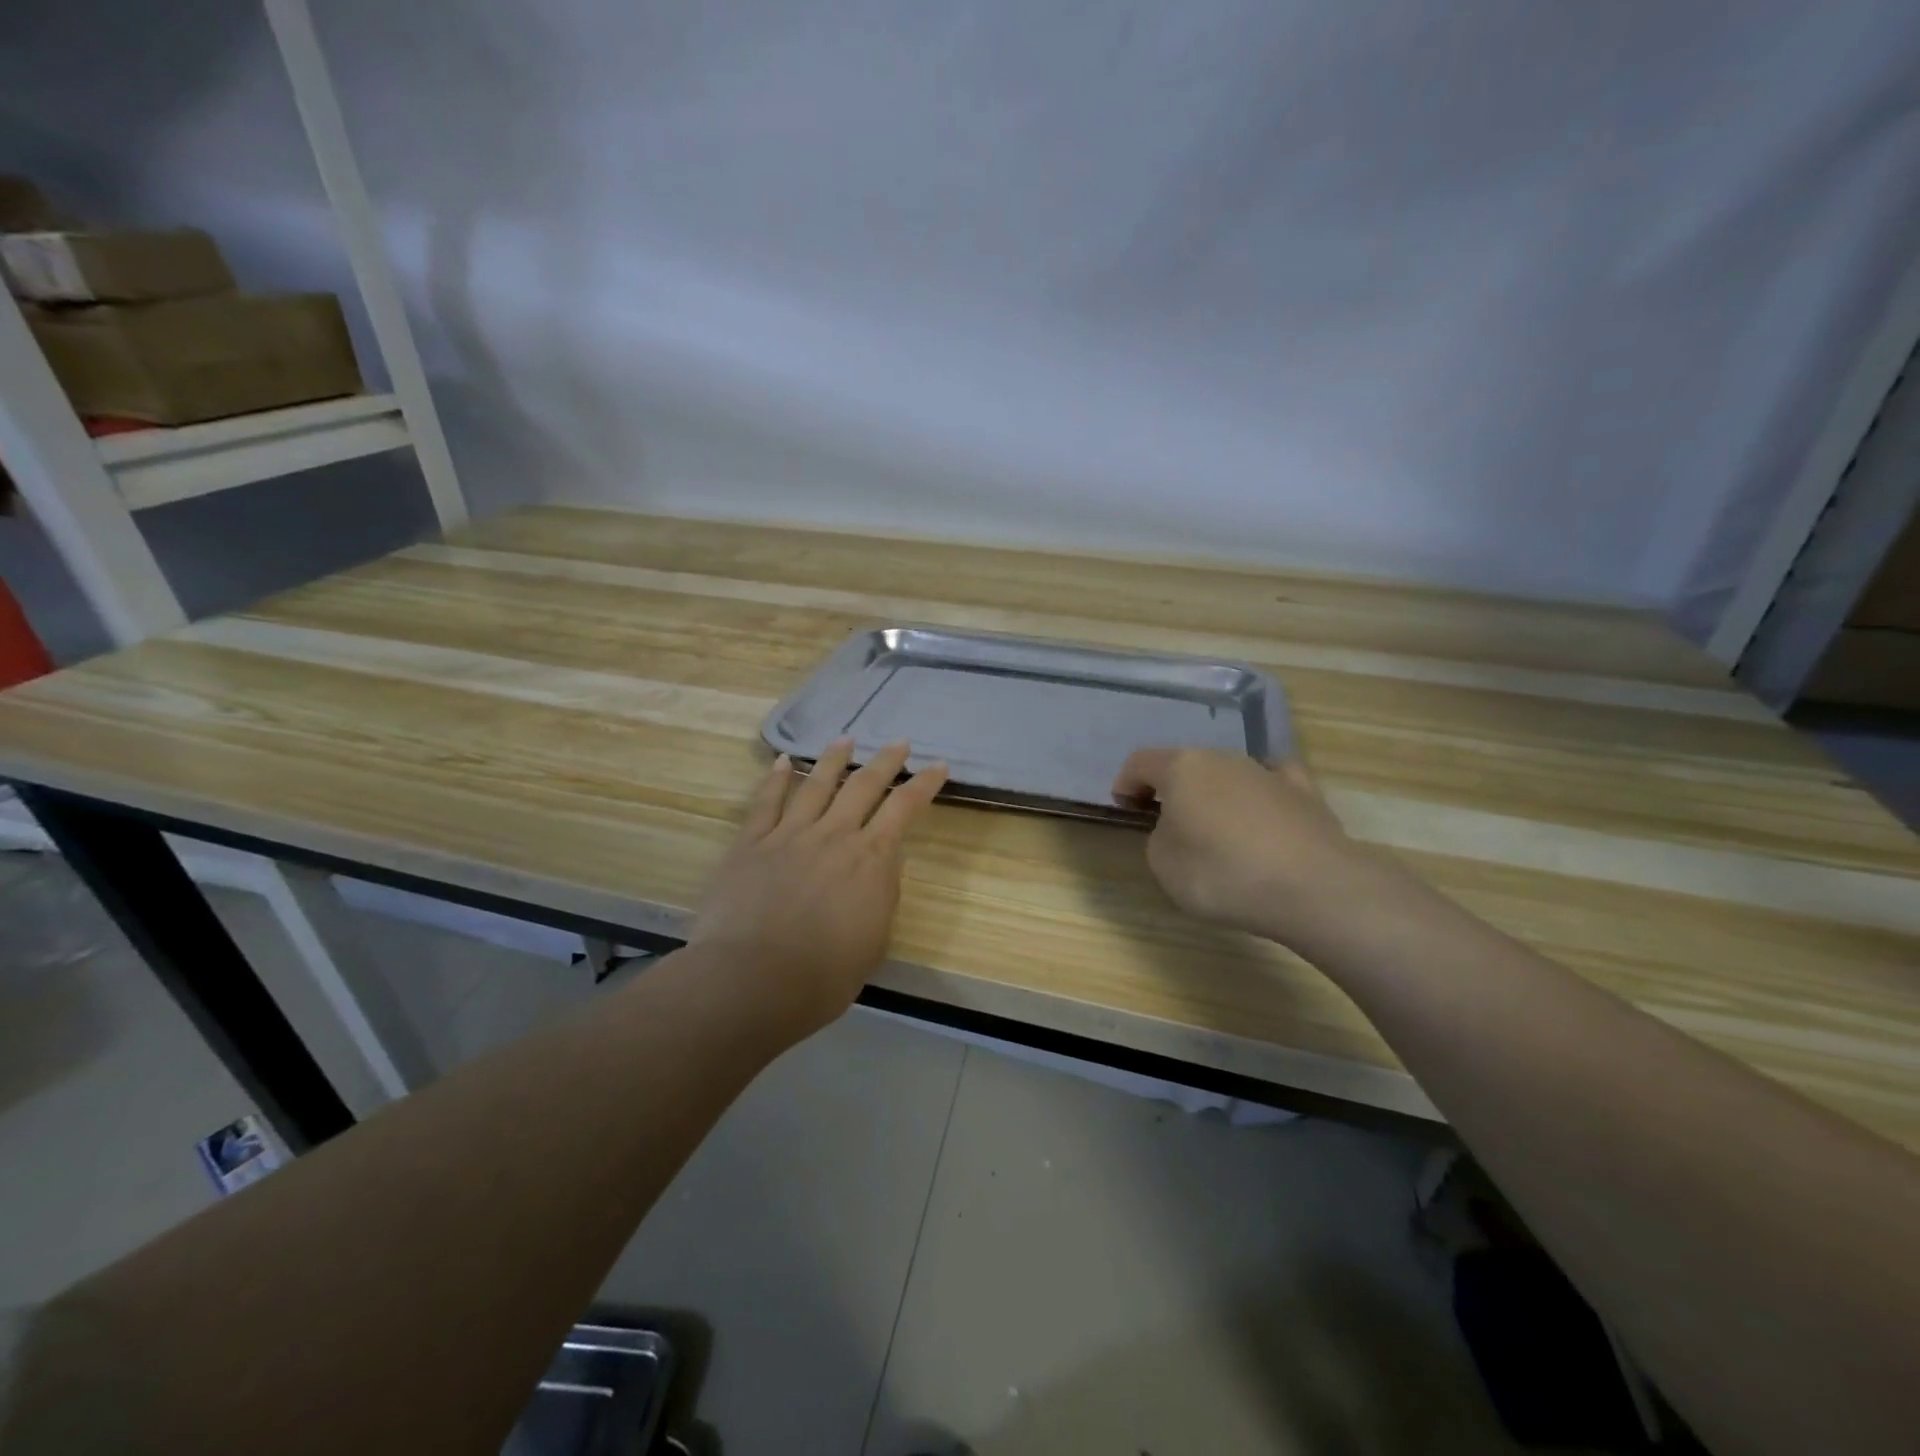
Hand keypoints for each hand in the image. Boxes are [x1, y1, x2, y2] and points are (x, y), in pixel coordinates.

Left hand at [691, 738, 947, 1037]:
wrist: (753, 980)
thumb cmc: (823, 975)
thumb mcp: (874, 940)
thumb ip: (880, 895)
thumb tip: (880, 867)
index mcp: (871, 859)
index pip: (904, 808)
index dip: (924, 783)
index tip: (938, 765)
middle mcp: (834, 834)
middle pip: (864, 784)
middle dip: (885, 760)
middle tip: (899, 742)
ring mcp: (789, 834)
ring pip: (816, 784)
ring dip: (834, 758)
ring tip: (845, 738)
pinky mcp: (751, 843)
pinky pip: (765, 802)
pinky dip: (775, 778)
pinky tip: (782, 761)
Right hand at [1112, 747, 1363, 943]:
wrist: (1311, 888)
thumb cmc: (1222, 873)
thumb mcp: (1163, 864)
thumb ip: (1159, 837)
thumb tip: (1177, 829)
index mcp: (1182, 768)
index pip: (1141, 762)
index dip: (1126, 783)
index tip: (1124, 807)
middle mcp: (1223, 758)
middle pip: (1186, 765)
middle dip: (1171, 788)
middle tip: (1165, 821)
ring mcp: (1267, 771)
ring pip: (1228, 773)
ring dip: (1214, 794)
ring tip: (1215, 829)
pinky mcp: (1305, 792)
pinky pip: (1271, 784)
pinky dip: (1259, 795)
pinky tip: (1262, 812)